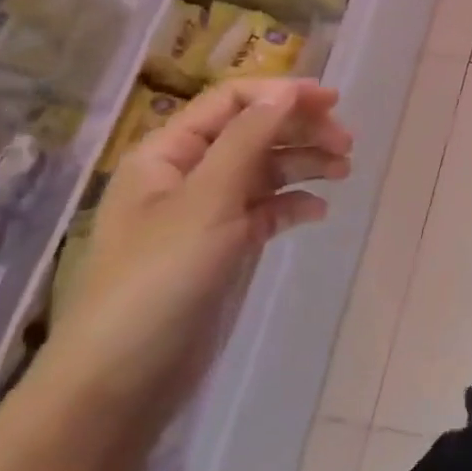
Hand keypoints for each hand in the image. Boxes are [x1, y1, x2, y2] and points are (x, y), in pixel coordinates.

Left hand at [33, 78, 352, 430]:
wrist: (124, 379)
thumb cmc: (159, 278)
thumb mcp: (207, 199)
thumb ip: (249, 139)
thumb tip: (287, 91)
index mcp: (169, 153)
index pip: (231, 101)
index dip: (281, 93)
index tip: (332, 100)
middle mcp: (189, 175)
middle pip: (254, 131)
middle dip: (301, 129)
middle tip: (347, 141)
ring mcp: (208, 213)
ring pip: (266, 169)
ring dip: (305, 163)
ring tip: (344, 170)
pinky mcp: (226, 247)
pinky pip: (268, 209)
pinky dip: (294, 204)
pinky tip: (318, 211)